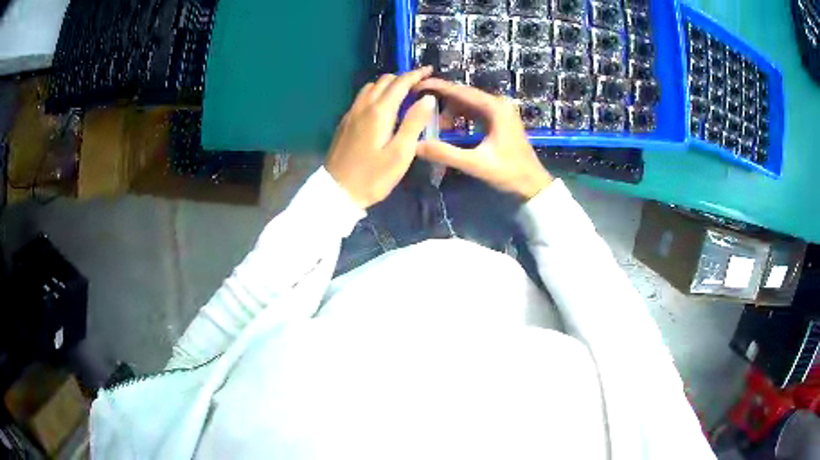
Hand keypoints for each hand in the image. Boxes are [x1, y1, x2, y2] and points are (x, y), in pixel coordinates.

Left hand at [326, 67, 435, 208]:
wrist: (337, 192)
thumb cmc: (373, 176)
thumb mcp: (400, 153)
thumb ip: (415, 122)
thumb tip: (428, 97)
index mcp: (379, 112)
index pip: (400, 83)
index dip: (416, 75)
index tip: (429, 70)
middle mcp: (363, 107)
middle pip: (384, 81)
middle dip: (403, 78)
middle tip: (419, 84)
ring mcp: (351, 114)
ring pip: (370, 87)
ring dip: (387, 85)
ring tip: (402, 93)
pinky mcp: (344, 123)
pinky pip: (362, 98)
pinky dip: (376, 94)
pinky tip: (382, 107)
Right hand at [413, 78, 552, 199]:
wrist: (533, 185)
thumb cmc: (509, 173)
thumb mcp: (476, 164)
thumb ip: (445, 153)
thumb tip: (415, 145)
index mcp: (494, 108)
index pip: (459, 91)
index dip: (435, 87)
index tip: (414, 86)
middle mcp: (497, 104)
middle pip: (462, 94)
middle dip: (439, 99)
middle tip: (415, 104)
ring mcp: (499, 111)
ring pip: (466, 103)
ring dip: (448, 111)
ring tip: (431, 124)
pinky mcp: (498, 120)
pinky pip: (473, 112)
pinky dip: (458, 117)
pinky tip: (447, 128)